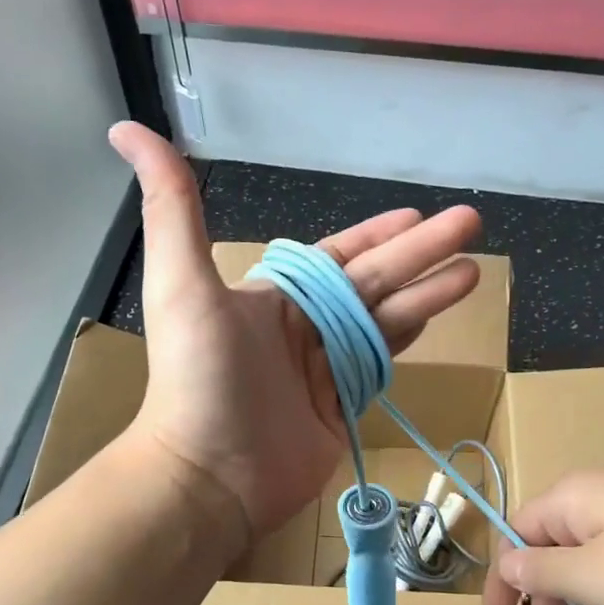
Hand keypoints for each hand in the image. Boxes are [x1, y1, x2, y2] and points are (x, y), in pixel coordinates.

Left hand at [109, 122, 481, 541]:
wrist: (210, 474)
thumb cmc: (199, 377)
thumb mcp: (182, 282)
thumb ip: (172, 206)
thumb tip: (130, 130)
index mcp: (274, 296)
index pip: (338, 255)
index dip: (376, 233)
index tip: (416, 214)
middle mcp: (303, 327)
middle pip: (375, 280)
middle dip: (423, 251)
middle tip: (471, 223)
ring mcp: (325, 369)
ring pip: (387, 319)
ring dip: (429, 292)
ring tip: (473, 270)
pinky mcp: (342, 407)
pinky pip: (382, 363)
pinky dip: (409, 338)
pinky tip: (438, 316)